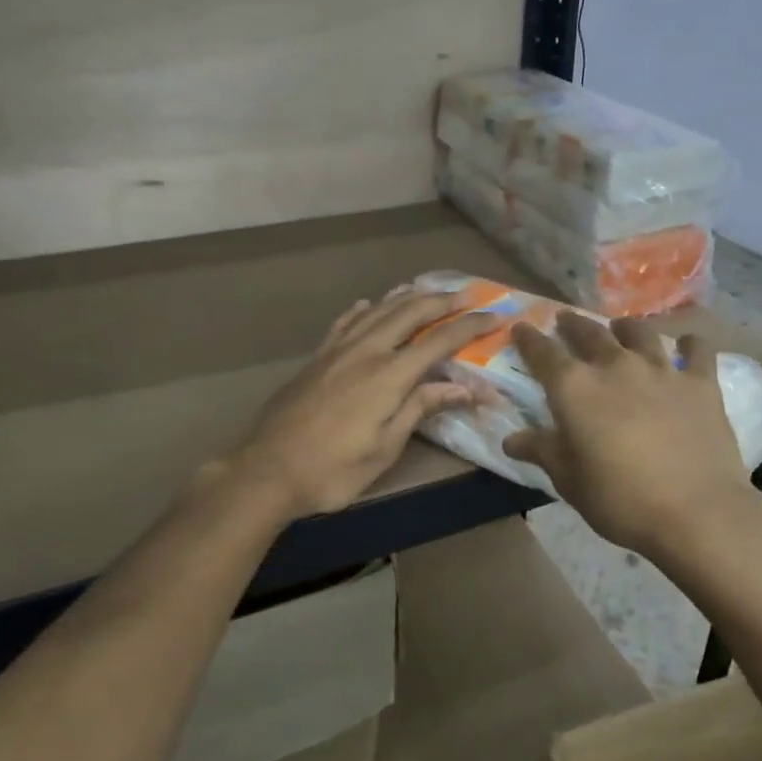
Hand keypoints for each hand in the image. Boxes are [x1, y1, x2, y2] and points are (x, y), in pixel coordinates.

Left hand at [228, 288, 496, 520]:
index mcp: (388, 375)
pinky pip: (344, 323)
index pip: (439, 340)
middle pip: (410, 313)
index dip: (470, 326)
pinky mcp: (317, 358)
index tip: (495, 316)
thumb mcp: (385, 447)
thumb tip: (465, 388)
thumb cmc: (332, 470)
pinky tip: (370, 304)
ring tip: (427, 289)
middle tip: (468, 296)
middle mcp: (365, 352)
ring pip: (378, 311)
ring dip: (406, 297)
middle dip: (442, 302)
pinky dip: (363, 310)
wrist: (266, 470)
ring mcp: (337, 351)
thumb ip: (421, 408)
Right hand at [502, 313, 758, 559]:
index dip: (528, 339)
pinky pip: (696, 350)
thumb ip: (542, 451)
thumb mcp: (570, 481)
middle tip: (566, 320)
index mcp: (575, 389)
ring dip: (625, 328)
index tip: (520, 328)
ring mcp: (661, 370)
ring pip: (639, 333)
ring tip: (621, 328)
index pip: (543, 353)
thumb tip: (511, 440)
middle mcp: (614, 367)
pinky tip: (688, 345)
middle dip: (573, 324)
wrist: (696, 512)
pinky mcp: (700, 383)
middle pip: (589, 332)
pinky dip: (689, 344)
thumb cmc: (620, 500)